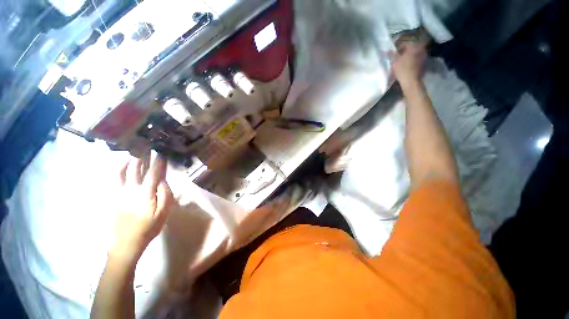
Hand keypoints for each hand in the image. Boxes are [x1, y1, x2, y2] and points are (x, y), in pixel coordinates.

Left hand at [110, 153, 173, 264]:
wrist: (126, 243)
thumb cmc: (149, 228)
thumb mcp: (164, 213)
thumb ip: (166, 195)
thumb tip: (163, 181)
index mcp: (146, 194)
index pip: (154, 173)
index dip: (158, 162)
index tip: (161, 152)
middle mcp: (131, 190)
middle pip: (136, 169)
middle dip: (142, 156)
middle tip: (145, 145)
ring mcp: (120, 193)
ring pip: (122, 172)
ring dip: (128, 160)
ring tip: (133, 151)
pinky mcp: (114, 197)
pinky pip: (115, 179)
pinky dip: (118, 169)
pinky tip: (122, 165)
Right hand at [390, 41, 427, 87]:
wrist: (411, 81)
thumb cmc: (402, 69)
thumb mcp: (394, 61)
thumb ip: (392, 54)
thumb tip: (388, 50)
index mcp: (413, 46)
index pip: (404, 44)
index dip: (398, 49)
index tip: (393, 55)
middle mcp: (420, 49)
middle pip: (411, 49)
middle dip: (404, 53)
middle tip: (398, 58)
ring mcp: (424, 56)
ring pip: (414, 54)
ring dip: (409, 57)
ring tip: (402, 63)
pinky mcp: (424, 64)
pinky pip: (417, 60)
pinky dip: (413, 62)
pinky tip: (408, 67)